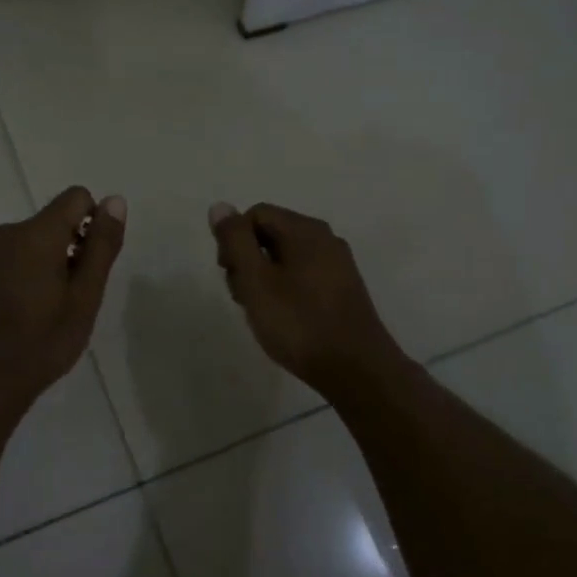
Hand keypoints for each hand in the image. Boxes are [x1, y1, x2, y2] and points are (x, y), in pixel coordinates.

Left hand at [0, 186, 126, 422]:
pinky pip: (2, 260)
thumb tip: (114, 201)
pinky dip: (16, 275)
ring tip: (44, 309)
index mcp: (37, 235)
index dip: (92, 223)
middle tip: (71, 297)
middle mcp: (5, 234)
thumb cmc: (43, 342)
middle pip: (50, 222)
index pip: (75, 198)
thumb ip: (102, 245)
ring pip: (25, 243)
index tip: (90, 264)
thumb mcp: (85, 297)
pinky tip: (16, 313)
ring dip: (42, 263)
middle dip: (68, 247)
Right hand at [208, 202, 406, 397]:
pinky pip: (304, 275)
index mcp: (305, 230)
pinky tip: (284, 319)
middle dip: (248, 261)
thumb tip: (221, 206)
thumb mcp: (256, 281)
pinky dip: (285, 290)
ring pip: (286, 257)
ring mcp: (338, 264)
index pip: (256, 214)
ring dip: (264, 279)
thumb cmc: (299, 323)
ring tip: (261, 313)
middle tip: (243, 298)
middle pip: (271, 234)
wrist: (356, 369)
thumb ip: (235, 241)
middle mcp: (326, 239)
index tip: (230, 275)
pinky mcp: (343, 289)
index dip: (234, 241)